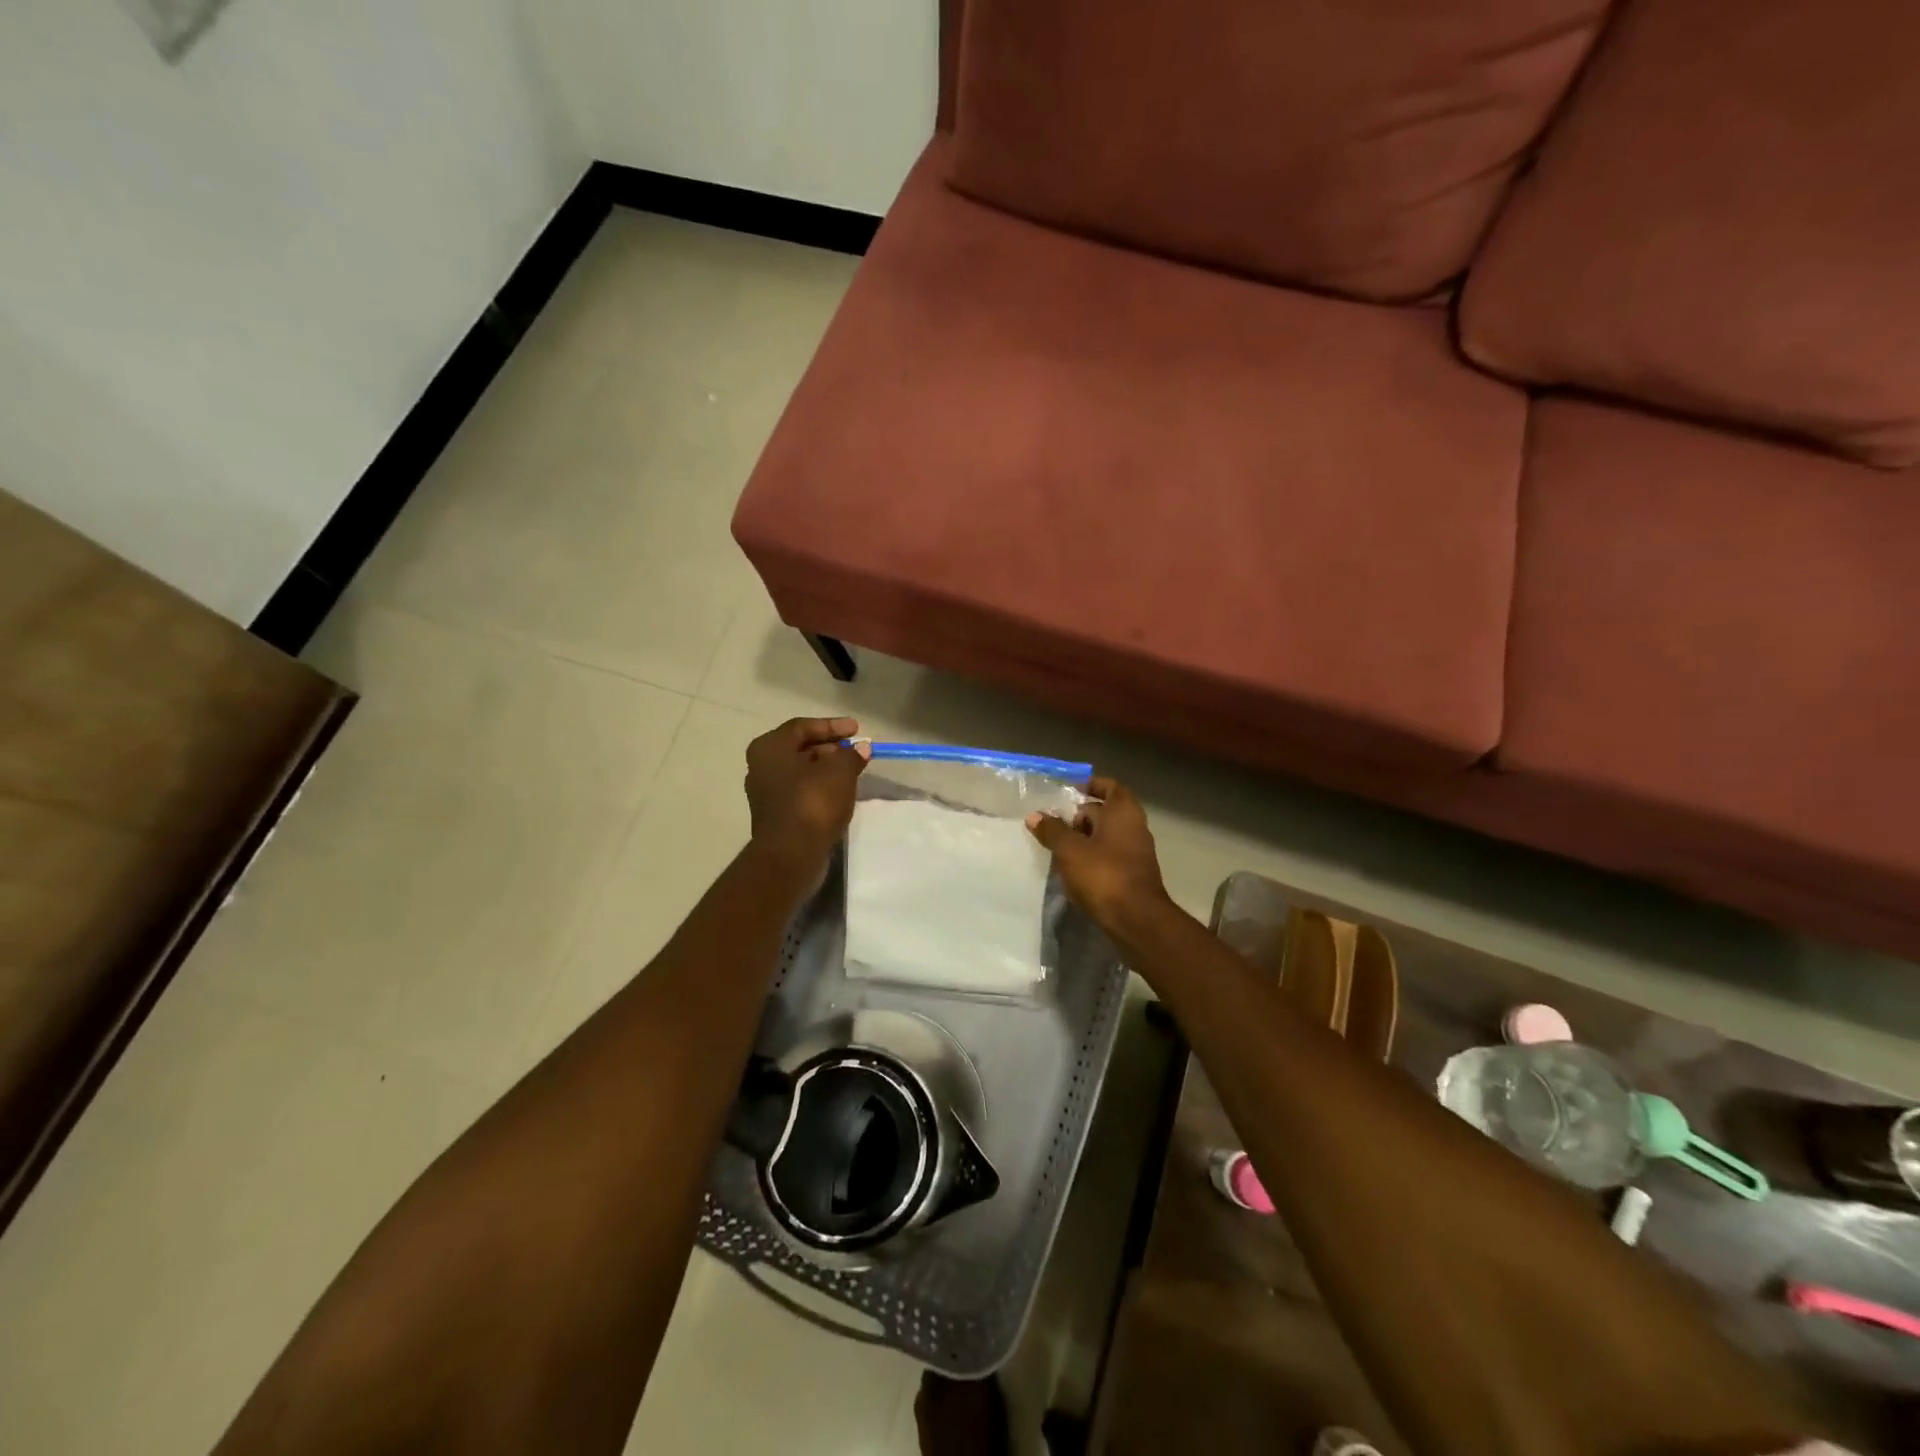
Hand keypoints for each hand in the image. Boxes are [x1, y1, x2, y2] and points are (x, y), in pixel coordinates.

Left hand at [745, 717, 869, 879]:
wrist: (791, 855)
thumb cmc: (812, 802)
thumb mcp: (840, 771)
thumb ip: (851, 755)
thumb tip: (860, 748)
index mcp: (769, 748)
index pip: (803, 726)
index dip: (832, 725)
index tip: (857, 730)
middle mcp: (761, 767)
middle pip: (800, 748)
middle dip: (830, 748)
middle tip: (855, 751)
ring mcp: (766, 793)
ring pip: (801, 772)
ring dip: (826, 769)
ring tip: (853, 771)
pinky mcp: (776, 815)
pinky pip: (801, 792)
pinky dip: (820, 788)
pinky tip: (840, 793)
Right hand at [1026, 776, 1170, 933]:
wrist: (1136, 920)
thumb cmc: (1103, 875)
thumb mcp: (1070, 850)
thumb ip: (1052, 830)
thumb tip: (1034, 815)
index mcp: (1123, 812)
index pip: (1109, 786)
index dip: (1090, 785)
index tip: (1068, 791)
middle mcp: (1134, 827)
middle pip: (1105, 812)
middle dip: (1079, 816)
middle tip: (1054, 824)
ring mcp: (1136, 853)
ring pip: (1106, 836)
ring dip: (1083, 839)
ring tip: (1057, 848)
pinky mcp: (1132, 875)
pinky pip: (1109, 856)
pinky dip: (1092, 858)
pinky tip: (1072, 870)